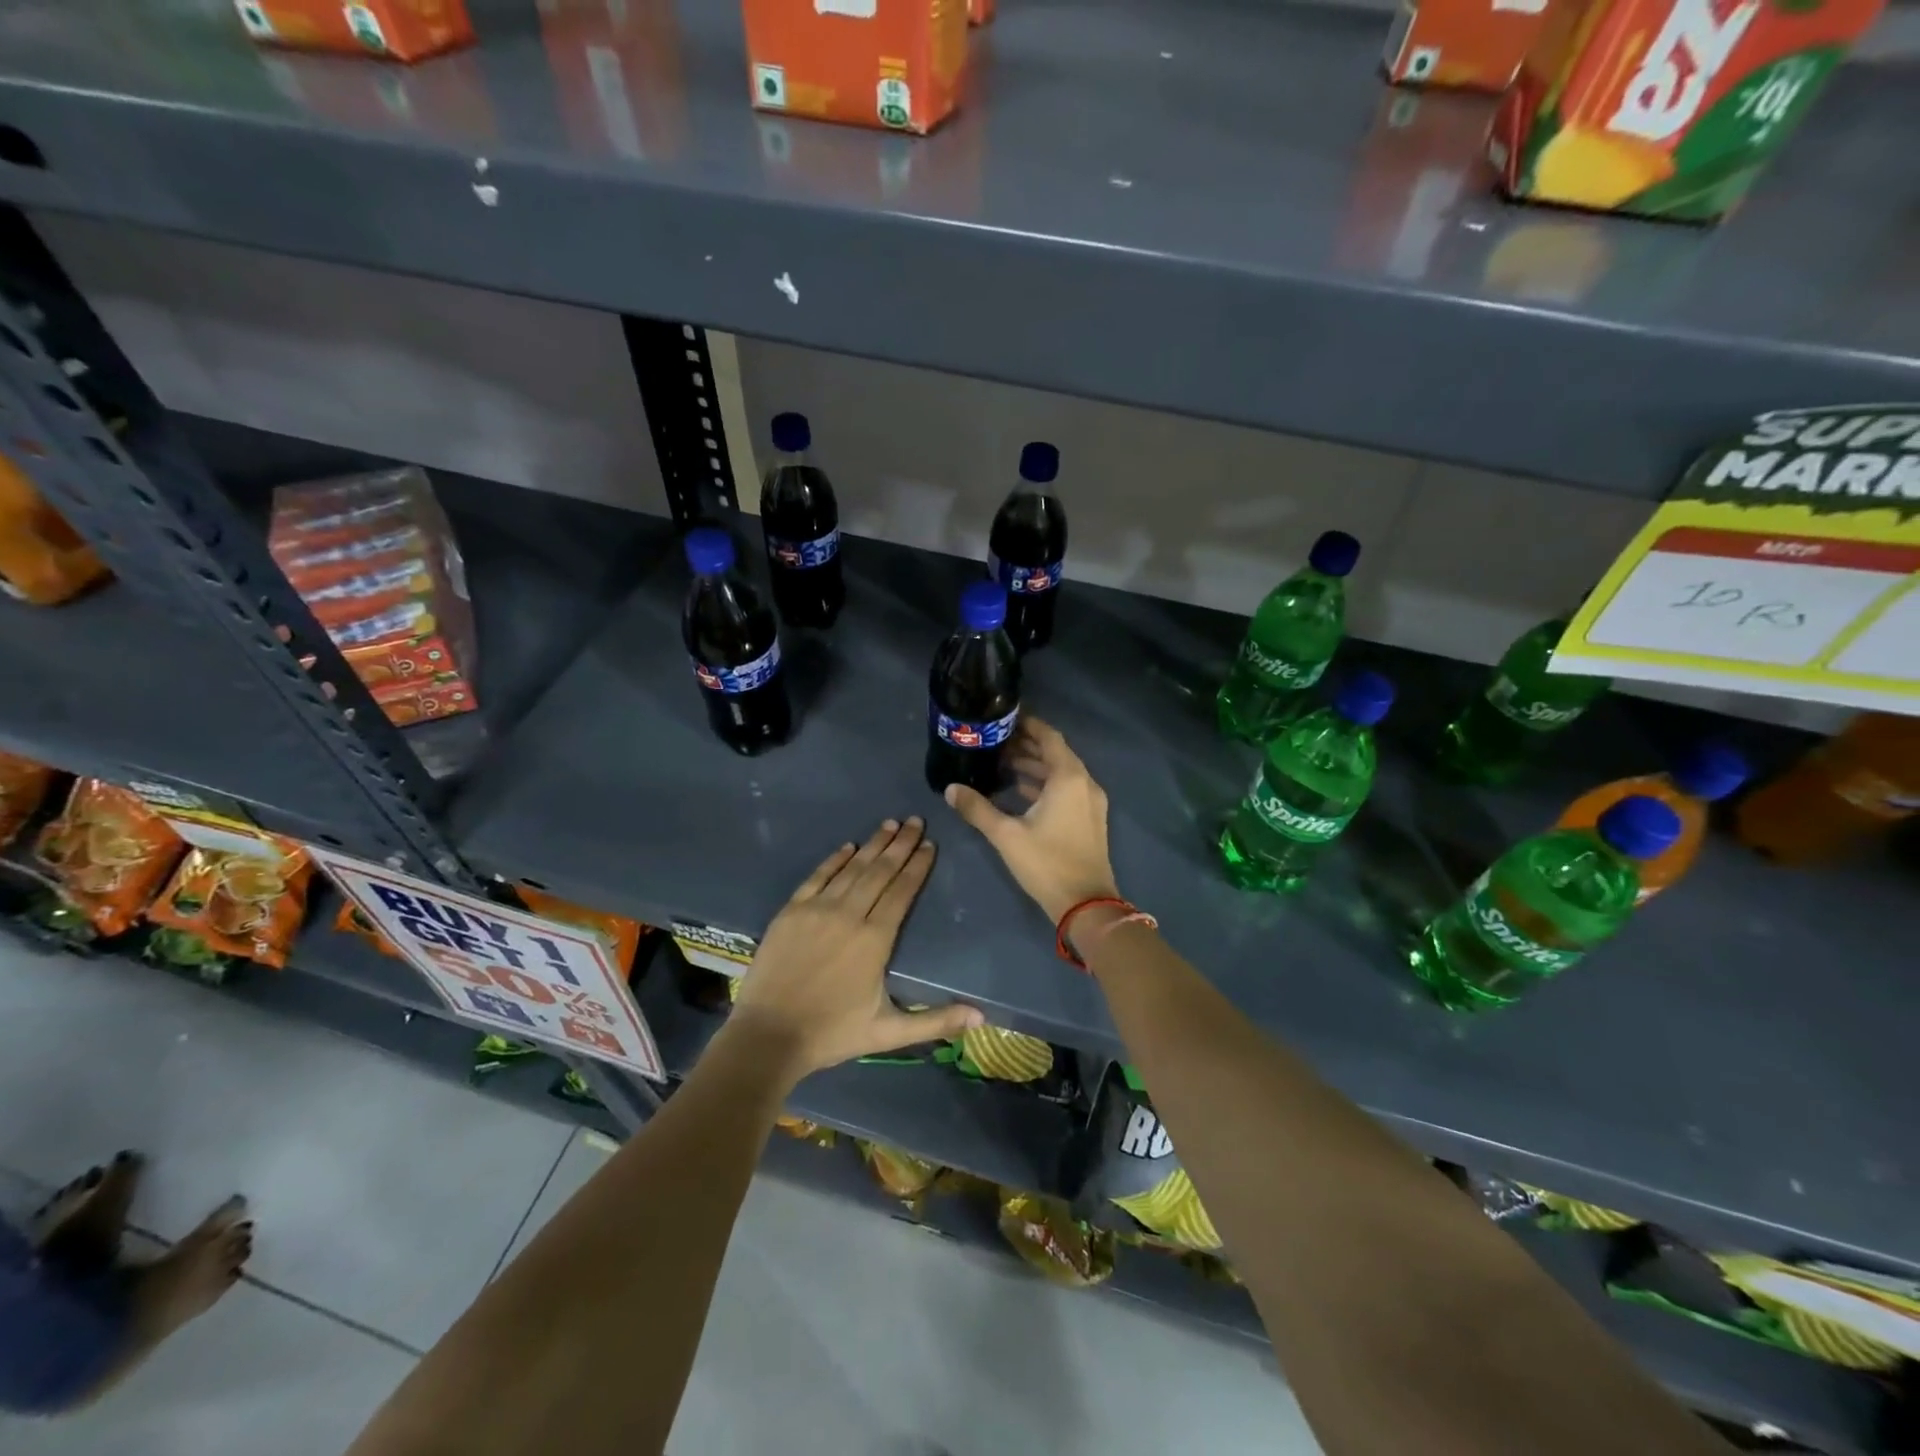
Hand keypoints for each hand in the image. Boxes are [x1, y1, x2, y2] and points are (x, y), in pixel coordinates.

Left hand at [727, 816, 983, 1083]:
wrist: (767, 1036)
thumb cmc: (832, 1033)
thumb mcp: (888, 1032)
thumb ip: (935, 1021)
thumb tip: (981, 1016)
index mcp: (874, 940)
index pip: (902, 892)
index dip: (917, 866)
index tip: (930, 845)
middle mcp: (848, 915)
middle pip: (879, 872)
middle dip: (900, 845)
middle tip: (916, 821)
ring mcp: (816, 909)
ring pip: (851, 869)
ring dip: (872, 844)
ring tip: (890, 824)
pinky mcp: (791, 911)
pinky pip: (817, 877)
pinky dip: (834, 859)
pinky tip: (848, 846)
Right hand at [943, 716, 1119, 923]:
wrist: (1086, 905)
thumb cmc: (1047, 863)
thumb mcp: (1006, 835)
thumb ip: (977, 809)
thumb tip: (950, 789)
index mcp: (1068, 778)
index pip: (1049, 737)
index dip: (1028, 725)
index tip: (1003, 720)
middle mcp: (1084, 783)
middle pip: (1055, 753)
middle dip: (1027, 746)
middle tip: (995, 742)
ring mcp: (1090, 802)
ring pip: (1061, 773)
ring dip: (1035, 766)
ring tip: (1001, 763)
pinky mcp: (1089, 818)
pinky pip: (1066, 789)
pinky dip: (1045, 784)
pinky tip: (1019, 790)